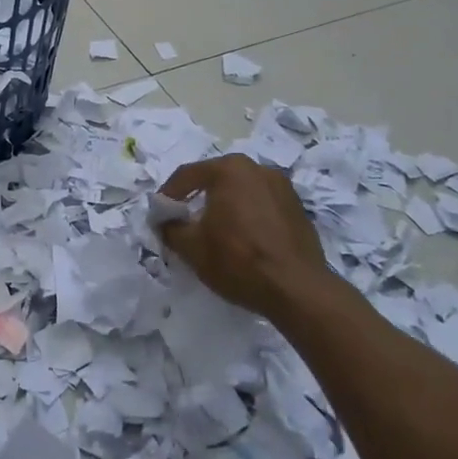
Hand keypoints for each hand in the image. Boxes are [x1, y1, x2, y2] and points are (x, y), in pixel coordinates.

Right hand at [157, 153, 331, 318]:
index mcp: (229, 169)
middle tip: (184, 219)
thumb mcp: (192, 247)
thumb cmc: (238, 260)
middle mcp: (257, 169)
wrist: (298, 290)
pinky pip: (261, 203)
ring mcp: (282, 186)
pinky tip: (242, 237)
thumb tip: (164, 220)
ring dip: (224, 205)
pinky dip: (247, 214)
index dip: (168, 194)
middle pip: (216, 178)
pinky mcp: (297, 207)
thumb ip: (170, 227)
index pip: (187, 175)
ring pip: (241, 190)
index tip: (159, 214)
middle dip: (197, 196)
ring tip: (214, 229)